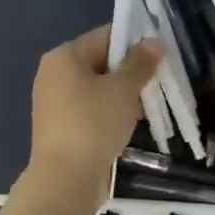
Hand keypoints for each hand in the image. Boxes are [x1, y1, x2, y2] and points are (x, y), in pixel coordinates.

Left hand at [28, 26, 160, 196]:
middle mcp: (53, 75)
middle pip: (100, 63)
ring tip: (148, 106)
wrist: (66, 178)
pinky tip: (129, 126)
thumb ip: (140, 63)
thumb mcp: (124, 89)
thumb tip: (154, 41)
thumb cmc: (94, 123)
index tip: (160, 55)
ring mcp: (54, 104)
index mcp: (64, 56)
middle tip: (158, 82)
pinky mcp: (60, 129)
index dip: (135, 42)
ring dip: (122, 96)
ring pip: (96, 90)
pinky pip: (90, 111)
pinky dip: (109, 114)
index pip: (105, 36)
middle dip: (130, 72)